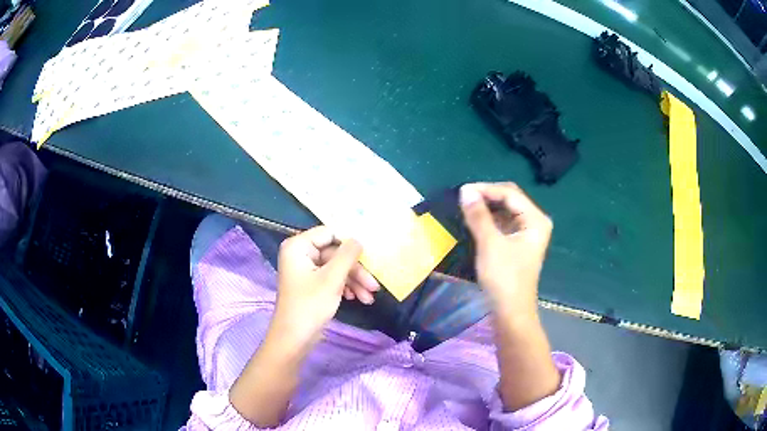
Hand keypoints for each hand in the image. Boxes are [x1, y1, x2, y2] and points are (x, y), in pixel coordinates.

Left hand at [269, 226, 365, 350]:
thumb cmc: (310, 306)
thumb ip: (347, 255)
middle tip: (374, 286)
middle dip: (355, 270)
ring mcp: (305, 270)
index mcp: (298, 246)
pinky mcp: (311, 284)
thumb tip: (358, 239)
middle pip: (335, 253)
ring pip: (336, 267)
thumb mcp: (332, 279)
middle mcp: (300, 254)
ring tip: (369, 298)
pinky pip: (331, 278)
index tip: (369, 256)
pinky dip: (345, 287)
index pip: (329, 233)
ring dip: (354, 281)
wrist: (294, 338)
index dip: (350, 244)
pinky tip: (356, 298)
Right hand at [459, 182, 552, 315]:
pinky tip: (475, 221)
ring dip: (487, 208)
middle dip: (487, 196)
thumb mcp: (490, 244)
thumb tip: (465, 190)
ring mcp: (527, 233)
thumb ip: (478, 215)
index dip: (486, 189)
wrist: (510, 312)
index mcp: (535, 220)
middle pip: (510, 199)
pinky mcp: (518, 244)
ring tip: (466, 208)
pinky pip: (503, 223)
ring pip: (505, 211)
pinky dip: (489, 220)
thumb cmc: (504, 278)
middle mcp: (535, 222)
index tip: (462, 191)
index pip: (510, 193)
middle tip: (463, 198)